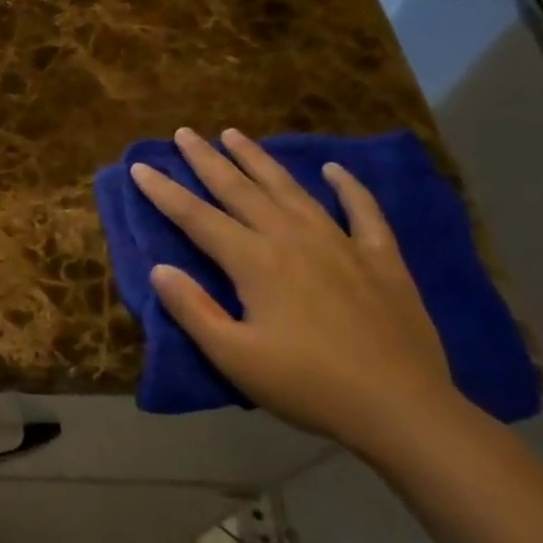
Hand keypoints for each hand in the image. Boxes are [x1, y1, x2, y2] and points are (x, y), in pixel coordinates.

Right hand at [131, 127, 467, 456]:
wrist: (402, 409)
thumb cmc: (307, 385)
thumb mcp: (234, 357)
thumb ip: (193, 309)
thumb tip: (159, 268)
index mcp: (255, 262)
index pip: (197, 217)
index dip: (165, 192)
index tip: (140, 167)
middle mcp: (293, 239)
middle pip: (241, 190)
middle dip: (207, 160)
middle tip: (184, 133)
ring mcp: (341, 244)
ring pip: (291, 190)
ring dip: (259, 160)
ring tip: (235, 134)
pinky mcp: (381, 260)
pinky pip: (363, 212)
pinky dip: (348, 187)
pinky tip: (334, 170)